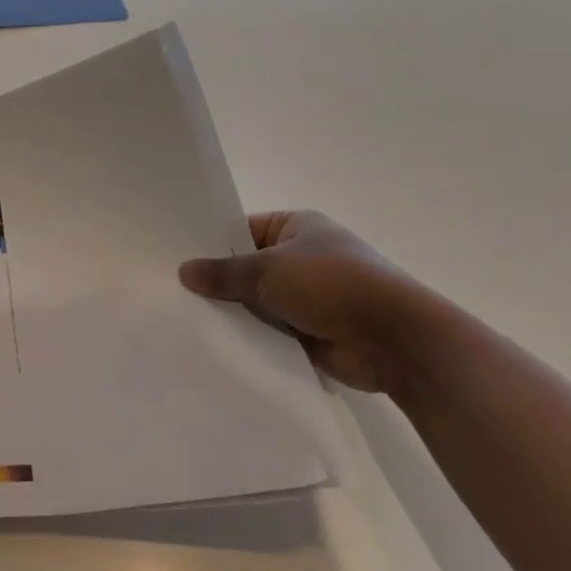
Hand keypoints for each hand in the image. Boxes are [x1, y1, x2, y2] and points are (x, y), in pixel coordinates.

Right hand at [178, 211, 441, 395]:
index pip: (243, 229)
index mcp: (298, 227)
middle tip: (175, 291)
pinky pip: (271, 331)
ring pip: (258, 301)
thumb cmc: (331, 285)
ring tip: (188, 319)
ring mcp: (310, 296)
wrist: (395, 341)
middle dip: (220, 281)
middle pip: (248, 267)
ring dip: (236, 312)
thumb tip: (184, 271)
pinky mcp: (312, 331)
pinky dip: (253, 337)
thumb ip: (223, 272)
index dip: (213, 243)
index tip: (178, 258)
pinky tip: (217, 343)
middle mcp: (304, 257)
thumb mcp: (267, 270)